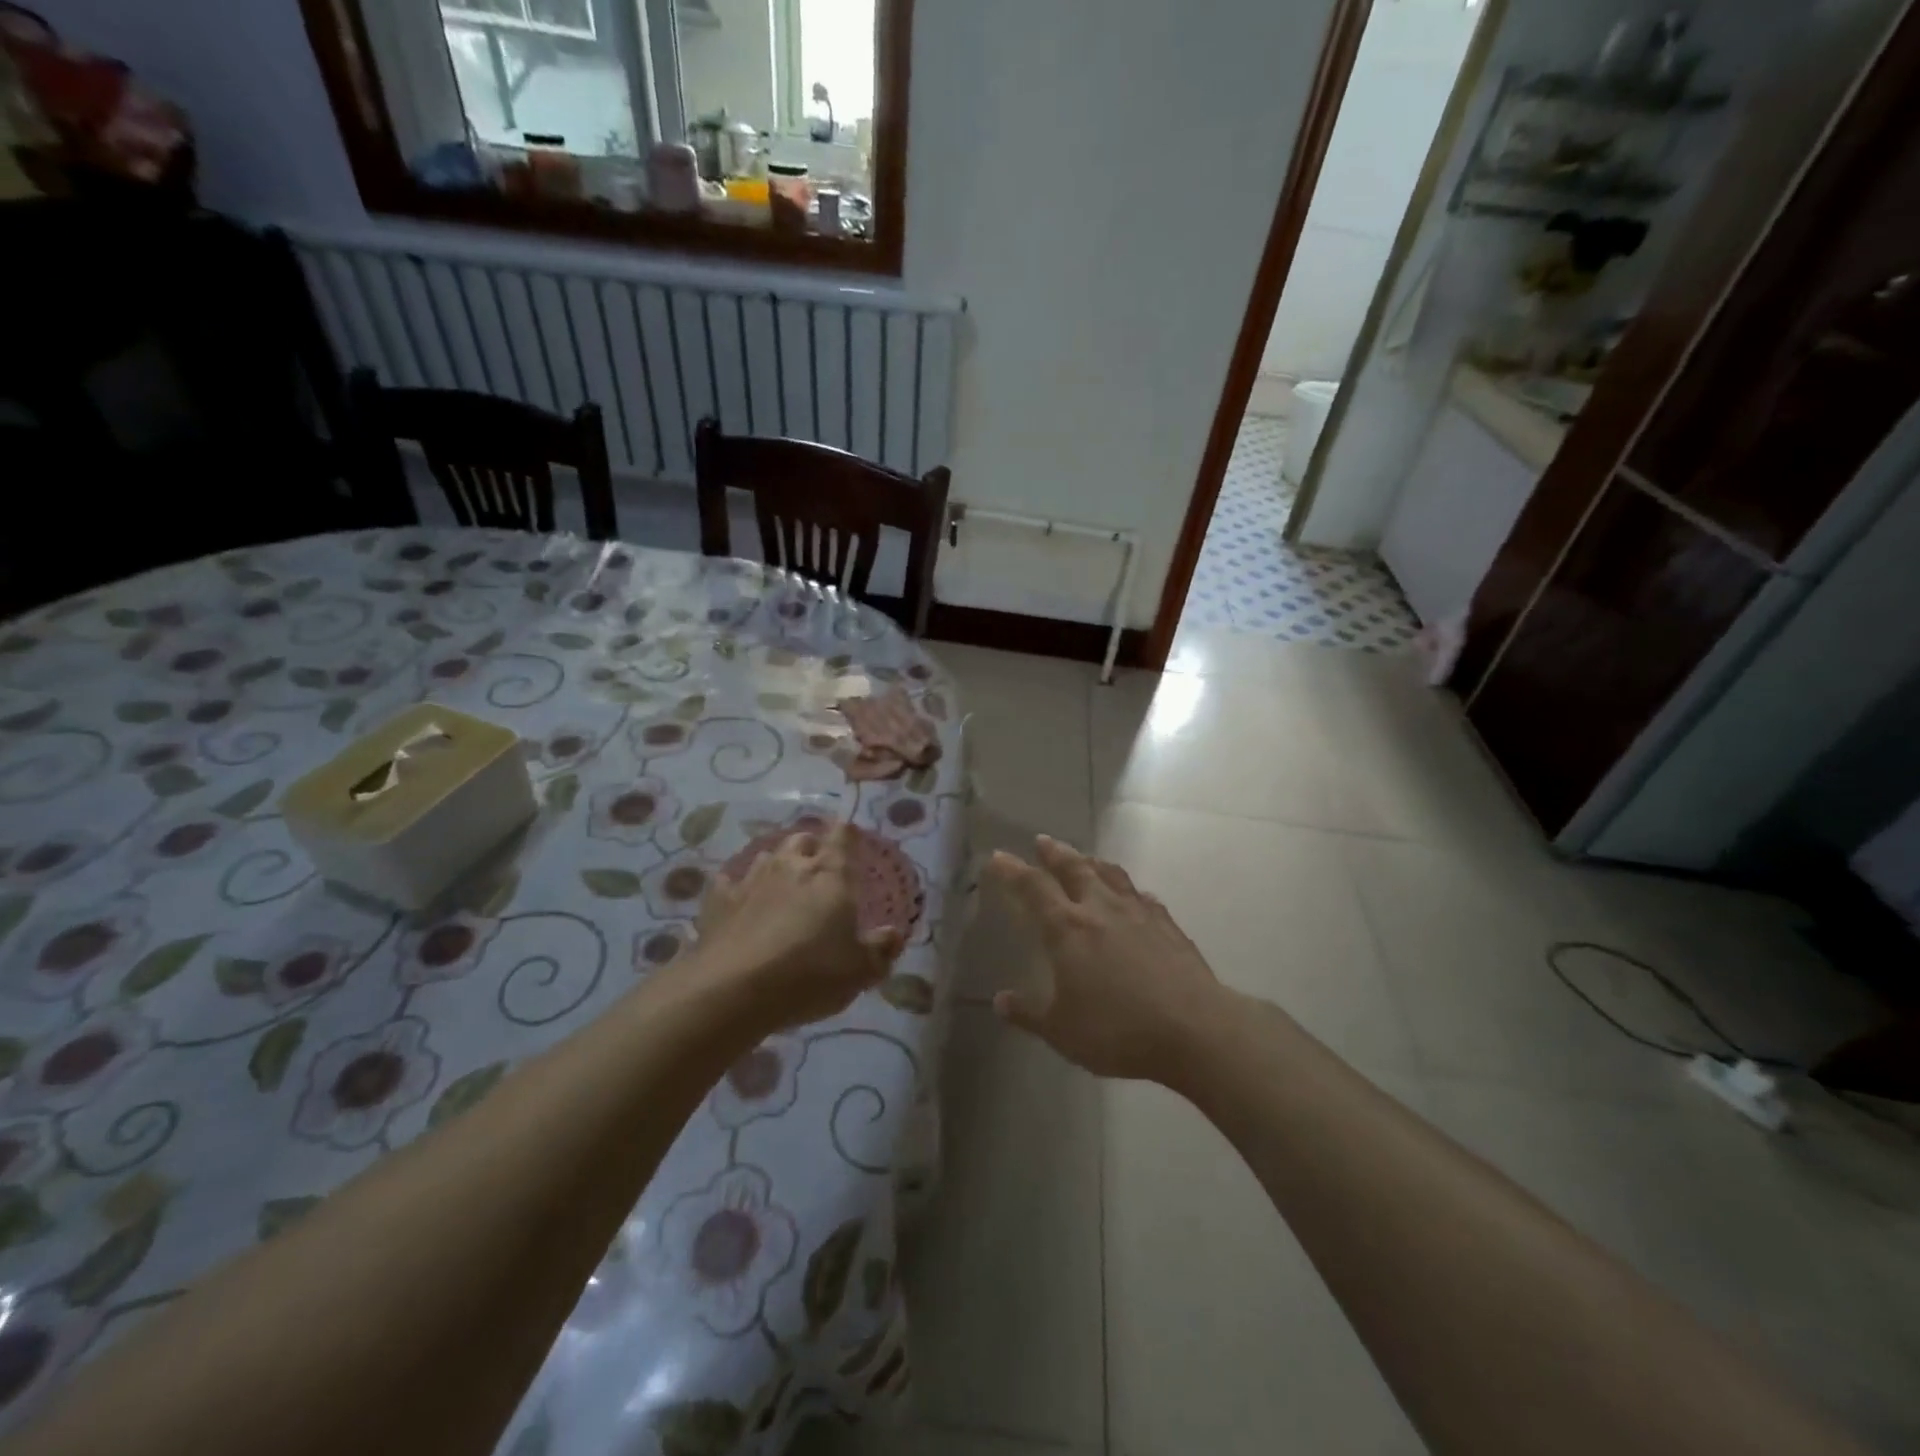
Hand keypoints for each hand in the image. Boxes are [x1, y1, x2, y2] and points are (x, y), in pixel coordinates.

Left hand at [693, 821, 903, 1032]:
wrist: (734, 989)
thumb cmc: (810, 974)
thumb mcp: (860, 971)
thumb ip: (880, 950)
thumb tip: (893, 934)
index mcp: (831, 875)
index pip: (843, 835)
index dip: (848, 835)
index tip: (851, 842)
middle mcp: (792, 865)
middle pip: (803, 839)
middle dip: (812, 848)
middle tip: (819, 872)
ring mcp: (751, 880)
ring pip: (767, 857)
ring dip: (777, 867)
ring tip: (782, 889)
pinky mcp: (718, 901)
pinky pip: (729, 883)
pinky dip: (737, 890)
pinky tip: (739, 904)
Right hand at [989, 835, 1226, 1081]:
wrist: (1193, 1029)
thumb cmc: (1118, 1031)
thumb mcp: (1062, 1031)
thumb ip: (1029, 1014)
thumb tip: (1000, 1001)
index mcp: (1067, 928)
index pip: (1033, 888)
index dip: (1012, 870)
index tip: (998, 856)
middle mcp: (1100, 908)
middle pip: (1074, 868)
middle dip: (1055, 853)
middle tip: (1043, 841)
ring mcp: (1138, 912)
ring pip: (1110, 874)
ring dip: (1092, 862)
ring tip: (1084, 857)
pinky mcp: (1167, 924)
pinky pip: (1141, 895)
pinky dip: (1128, 889)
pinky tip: (1132, 895)